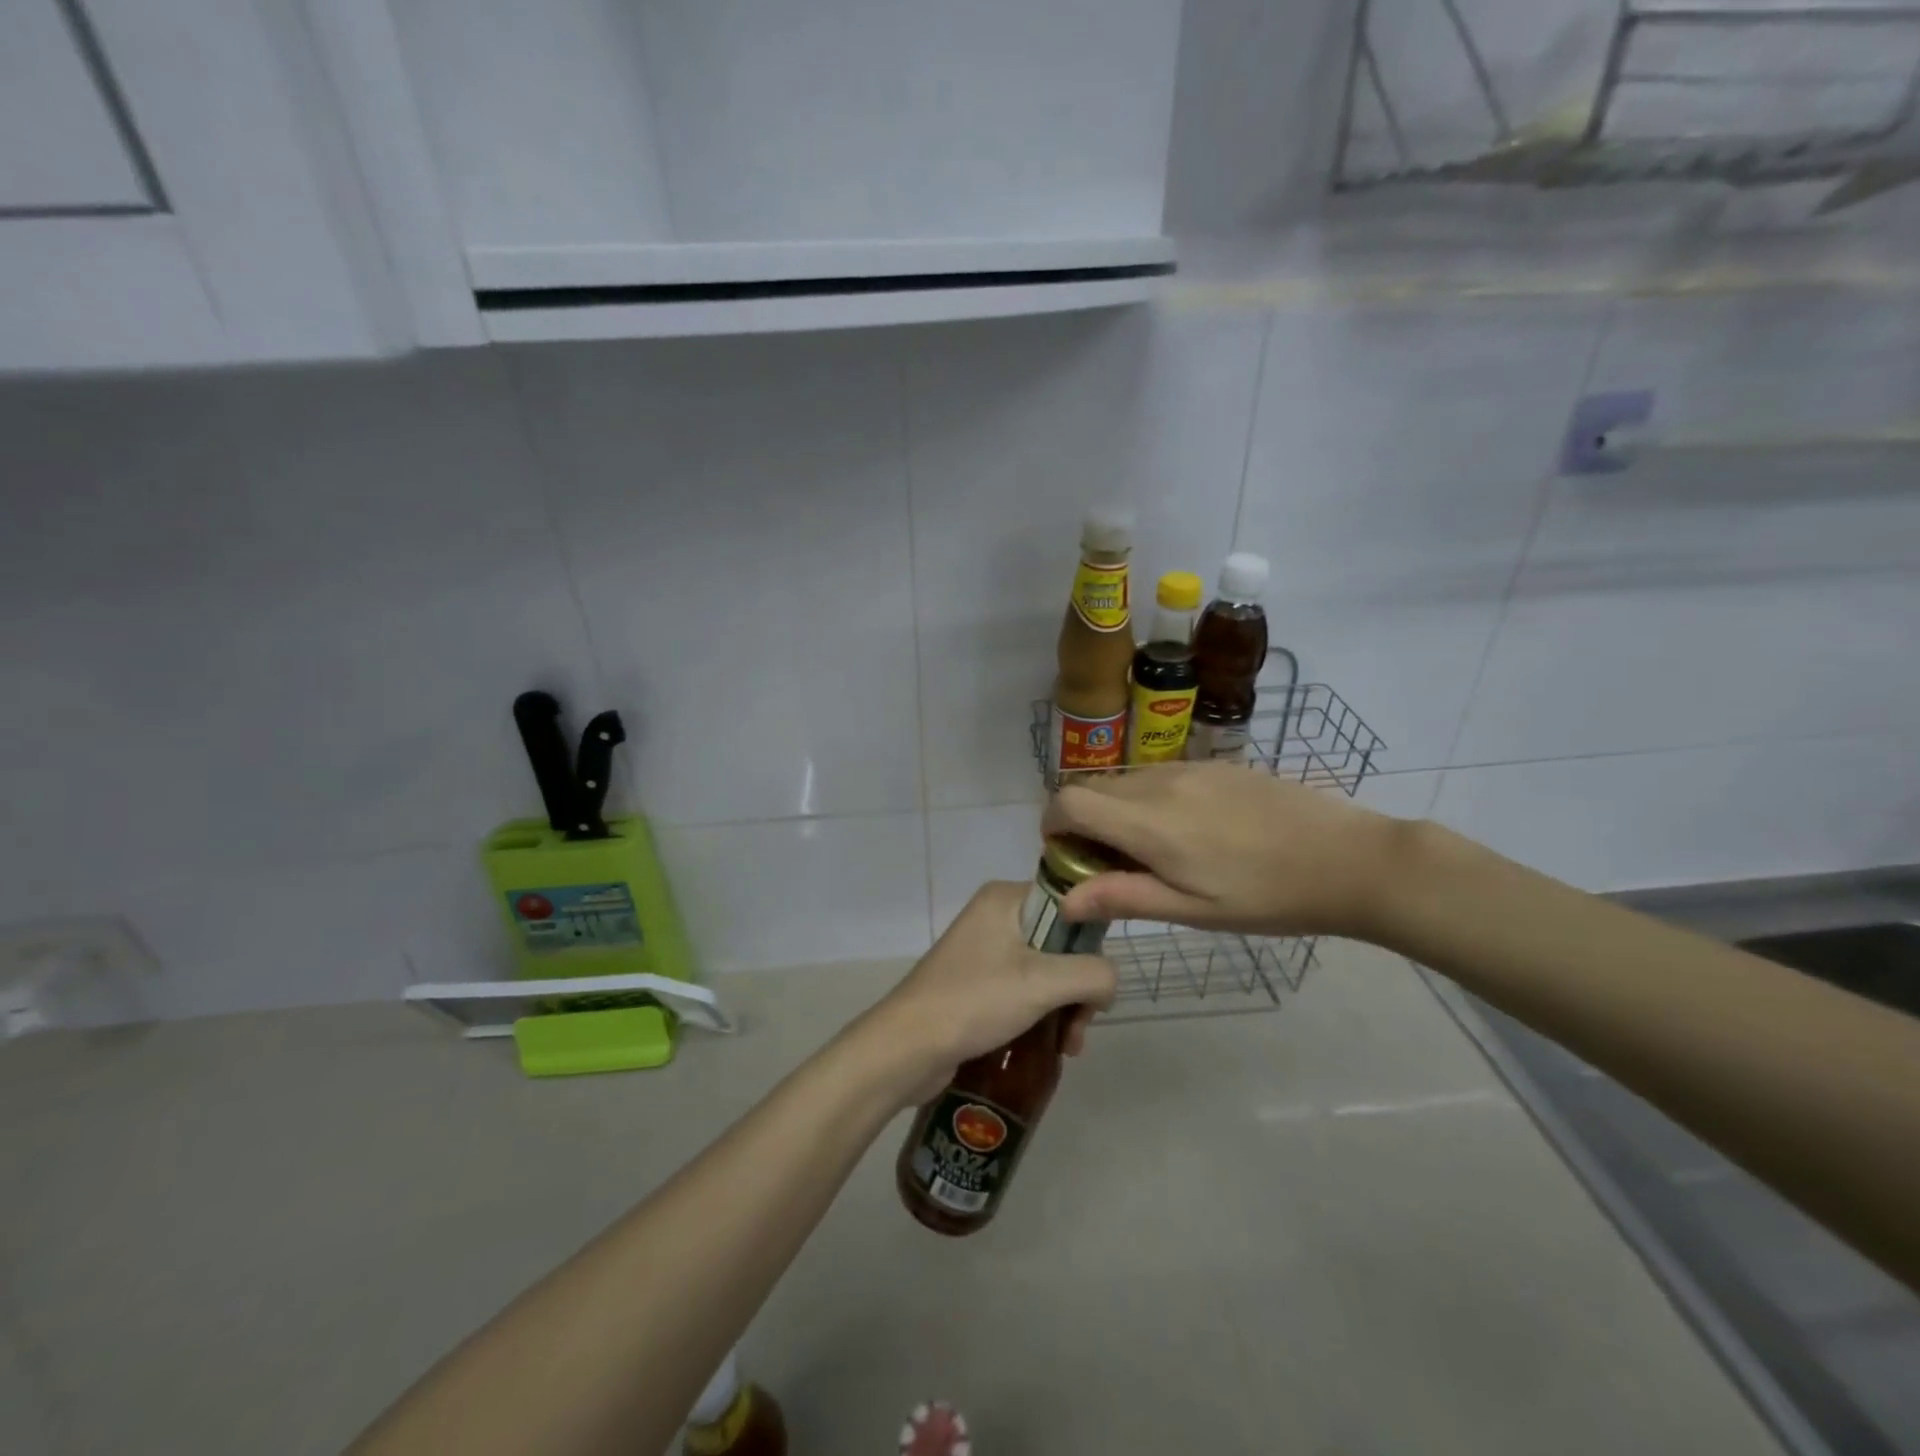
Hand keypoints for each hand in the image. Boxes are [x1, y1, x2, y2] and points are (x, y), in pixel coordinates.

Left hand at [861, 881, 1116, 1105]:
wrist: (907, 1047)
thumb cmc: (975, 1002)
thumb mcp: (1043, 984)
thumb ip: (1093, 974)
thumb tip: (1108, 983)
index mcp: (1006, 898)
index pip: (1070, 904)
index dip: (1091, 943)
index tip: (1096, 983)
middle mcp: (995, 916)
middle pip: (1062, 943)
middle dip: (1079, 987)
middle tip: (1080, 1025)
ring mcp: (985, 950)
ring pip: (1048, 971)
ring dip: (1065, 1008)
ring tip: (1067, 1047)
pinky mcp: (978, 983)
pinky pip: (1026, 989)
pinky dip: (1043, 1014)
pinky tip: (1052, 1048)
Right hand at [1041, 762, 1400, 939]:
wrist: (1349, 860)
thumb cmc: (1268, 897)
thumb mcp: (1193, 911)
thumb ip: (1124, 897)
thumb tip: (1065, 899)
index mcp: (1149, 822)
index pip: (1069, 801)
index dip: (1053, 826)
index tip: (1068, 857)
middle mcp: (1159, 783)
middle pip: (1092, 789)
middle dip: (1083, 823)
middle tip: (1111, 865)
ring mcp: (1190, 768)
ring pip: (1126, 781)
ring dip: (1117, 812)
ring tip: (1155, 853)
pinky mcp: (1216, 765)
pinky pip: (1160, 776)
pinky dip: (1150, 800)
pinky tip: (1192, 833)